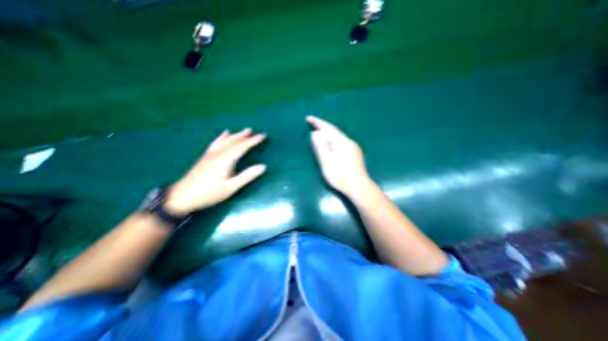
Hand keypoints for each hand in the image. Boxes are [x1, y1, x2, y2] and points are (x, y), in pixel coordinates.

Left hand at [164, 128, 266, 214]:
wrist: (181, 197)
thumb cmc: (209, 193)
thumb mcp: (231, 187)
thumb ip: (247, 176)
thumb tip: (263, 166)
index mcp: (226, 160)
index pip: (242, 146)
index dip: (253, 141)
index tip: (263, 136)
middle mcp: (218, 153)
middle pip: (235, 141)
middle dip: (247, 137)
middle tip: (258, 133)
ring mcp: (211, 154)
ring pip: (226, 140)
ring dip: (237, 135)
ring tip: (246, 130)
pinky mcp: (206, 156)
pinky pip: (217, 142)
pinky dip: (223, 137)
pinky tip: (225, 133)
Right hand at [306, 116, 372, 198]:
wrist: (359, 187)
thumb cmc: (340, 176)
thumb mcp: (326, 162)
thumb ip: (320, 147)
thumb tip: (315, 133)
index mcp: (341, 142)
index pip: (328, 127)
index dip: (317, 122)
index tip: (308, 118)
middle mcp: (349, 141)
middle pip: (334, 131)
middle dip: (322, 127)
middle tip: (311, 125)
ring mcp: (354, 147)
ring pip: (338, 137)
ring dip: (328, 134)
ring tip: (319, 135)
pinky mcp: (355, 153)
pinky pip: (342, 142)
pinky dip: (333, 140)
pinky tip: (331, 145)